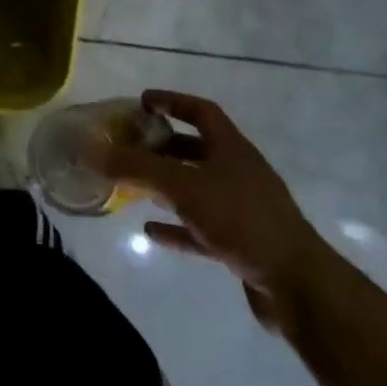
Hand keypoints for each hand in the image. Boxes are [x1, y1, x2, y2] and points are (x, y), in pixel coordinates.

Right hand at [86, 90, 327, 331]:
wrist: (296, 283)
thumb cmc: (240, 219)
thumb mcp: (183, 186)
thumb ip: (136, 167)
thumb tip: (90, 150)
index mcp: (231, 149)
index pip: (201, 111)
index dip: (172, 101)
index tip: (142, 102)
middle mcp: (238, 172)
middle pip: (196, 150)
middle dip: (162, 147)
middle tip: (129, 148)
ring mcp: (241, 209)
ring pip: (197, 189)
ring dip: (166, 187)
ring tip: (133, 187)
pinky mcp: (241, 243)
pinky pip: (200, 227)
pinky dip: (176, 226)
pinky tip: (151, 232)